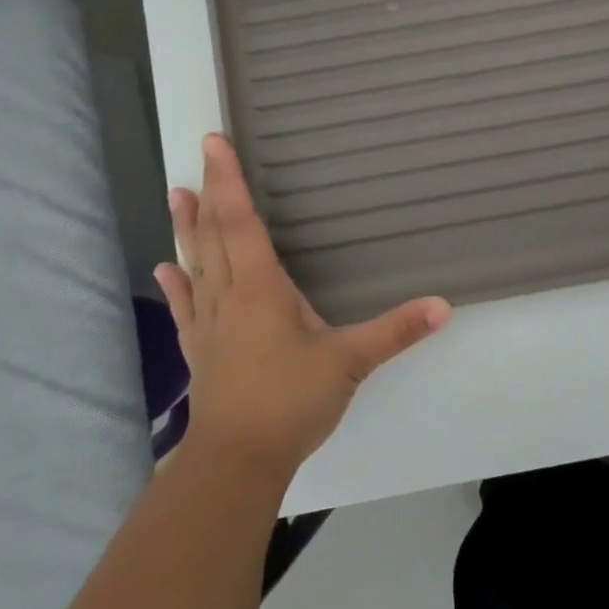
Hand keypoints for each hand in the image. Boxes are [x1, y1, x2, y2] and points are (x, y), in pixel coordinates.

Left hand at [155, 135, 449, 480]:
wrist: (236, 463)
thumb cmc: (290, 402)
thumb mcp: (350, 362)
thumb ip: (395, 331)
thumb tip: (444, 305)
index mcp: (261, 288)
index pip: (241, 222)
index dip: (228, 181)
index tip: (214, 144)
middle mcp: (229, 297)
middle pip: (214, 235)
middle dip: (208, 193)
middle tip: (198, 156)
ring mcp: (209, 325)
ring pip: (196, 265)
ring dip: (186, 230)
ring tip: (175, 196)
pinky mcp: (201, 353)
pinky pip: (186, 309)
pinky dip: (176, 286)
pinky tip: (164, 270)